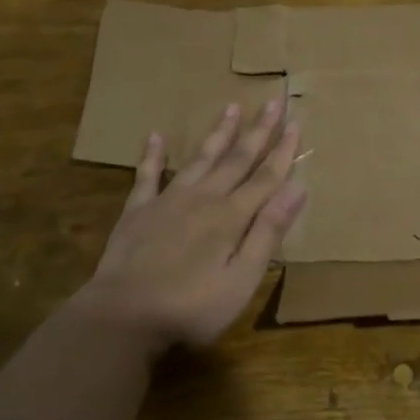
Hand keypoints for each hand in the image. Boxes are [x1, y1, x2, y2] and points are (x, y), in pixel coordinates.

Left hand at [76, 98, 305, 352]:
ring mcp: (168, 200)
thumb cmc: (190, 308)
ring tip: (232, 107)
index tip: (296, 123)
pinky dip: (153, 155)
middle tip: (274, 101)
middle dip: (258, 130)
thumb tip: (297, 188)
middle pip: (237, 158)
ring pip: (200, 158)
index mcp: (232, 216)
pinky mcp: (138, 211)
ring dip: (218, 133)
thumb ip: (268, 232)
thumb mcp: (241, 280)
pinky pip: (147, 175)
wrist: (122, 317)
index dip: (283, 150)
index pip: (266, 176)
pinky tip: (156, 136)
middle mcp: (204, 198)